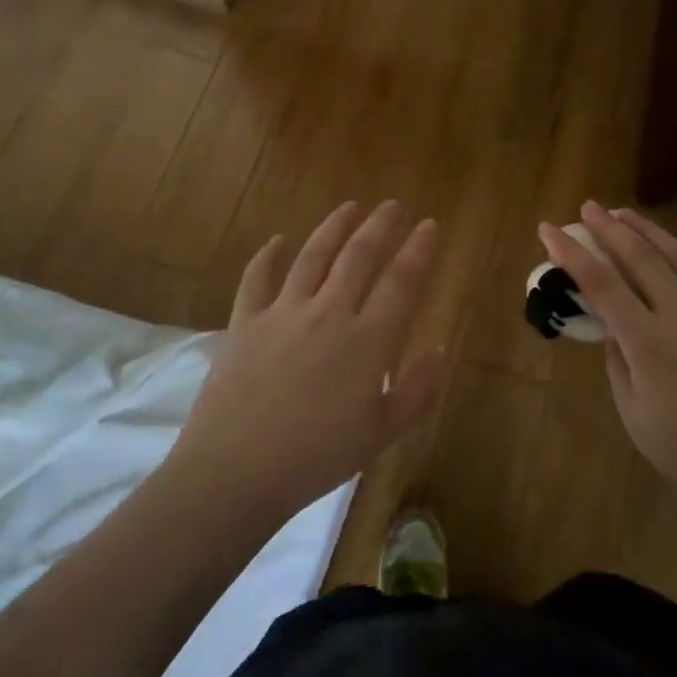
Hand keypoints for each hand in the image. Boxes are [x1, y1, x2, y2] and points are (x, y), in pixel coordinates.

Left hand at [170, 202, 446, 524]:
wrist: (236, 471)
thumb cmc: (316, 458)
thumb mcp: (381, 435)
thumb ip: (416, 391)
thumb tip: (440, 350)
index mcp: (367, 341)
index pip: (401, 282)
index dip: (419, 250)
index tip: (430, 225)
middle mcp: (328, 313)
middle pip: (358, 256)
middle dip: (380, 225)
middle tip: (393, 205)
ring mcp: (283, 312)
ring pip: (313, 255)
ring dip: (334, 227)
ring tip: (349, 207)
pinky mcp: (245, 321)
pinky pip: (257, 277)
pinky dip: (267, 255)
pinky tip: (277, 240)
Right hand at [539, 202, 676, 532]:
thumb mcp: (635, 415)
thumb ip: (619, 363)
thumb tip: (612, 329)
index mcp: (649, 343)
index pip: (601, 285)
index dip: (571, 254)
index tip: (549, 230)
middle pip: (641, 259)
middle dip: (610, 229)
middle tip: (588, 207)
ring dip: (649, 231)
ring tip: (626, 213)